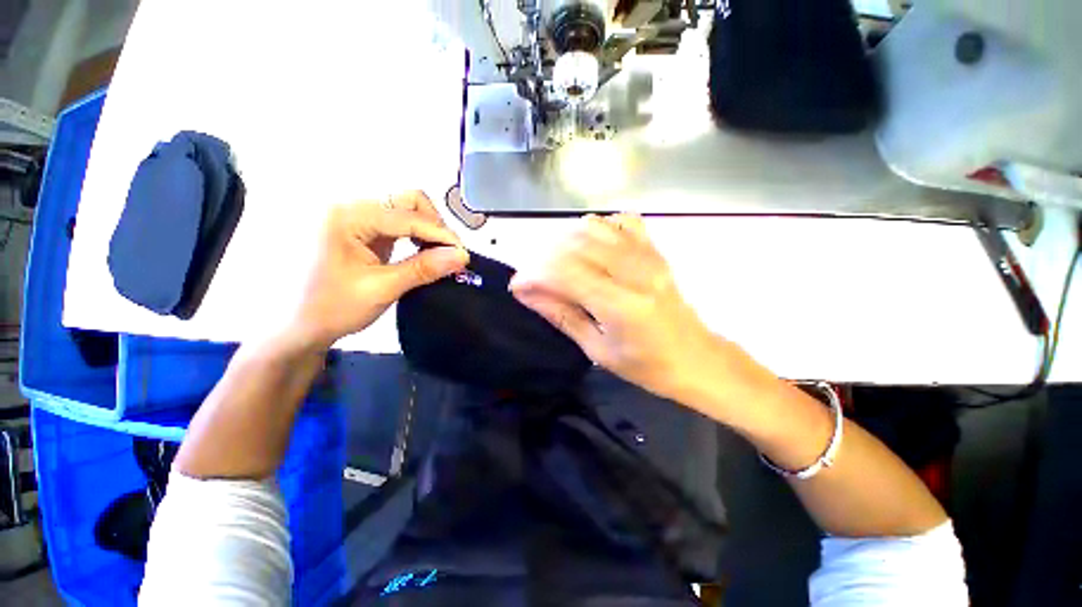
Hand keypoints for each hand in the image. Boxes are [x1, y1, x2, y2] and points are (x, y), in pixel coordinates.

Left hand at [288, 191, 468, 349]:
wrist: (296, 328)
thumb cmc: (331, 308)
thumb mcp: (382, 289)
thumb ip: (424, 269)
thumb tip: (462, 256)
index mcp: (347, 216)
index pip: (407, 215)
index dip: (440, 233)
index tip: (463, 255)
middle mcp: (350, 207)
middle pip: (406, 201)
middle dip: (434, 225)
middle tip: (449, 253)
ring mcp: (355, 218)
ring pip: (405, 210)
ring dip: (428, 230)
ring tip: (440, 254)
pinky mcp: (361, 231)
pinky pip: (398, 224)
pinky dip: (417, 236)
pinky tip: (425, 253)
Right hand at [509, 214, 721, 401]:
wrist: (696, 358)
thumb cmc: (645, 365)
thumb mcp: (596, 350)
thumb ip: (561, 315)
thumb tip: (527, 292)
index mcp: (621, 305)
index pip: (565, 273)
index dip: (534, 274)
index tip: (518, 285)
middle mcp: (635, 271)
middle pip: (575, 244)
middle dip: (544, 258)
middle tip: (535, 279)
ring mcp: (648, 256)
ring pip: (594, 227)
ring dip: (566, 241)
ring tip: (558, 264)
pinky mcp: (655, 251)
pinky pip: (621, 221)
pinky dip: (598, 228)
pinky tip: (592, 247)